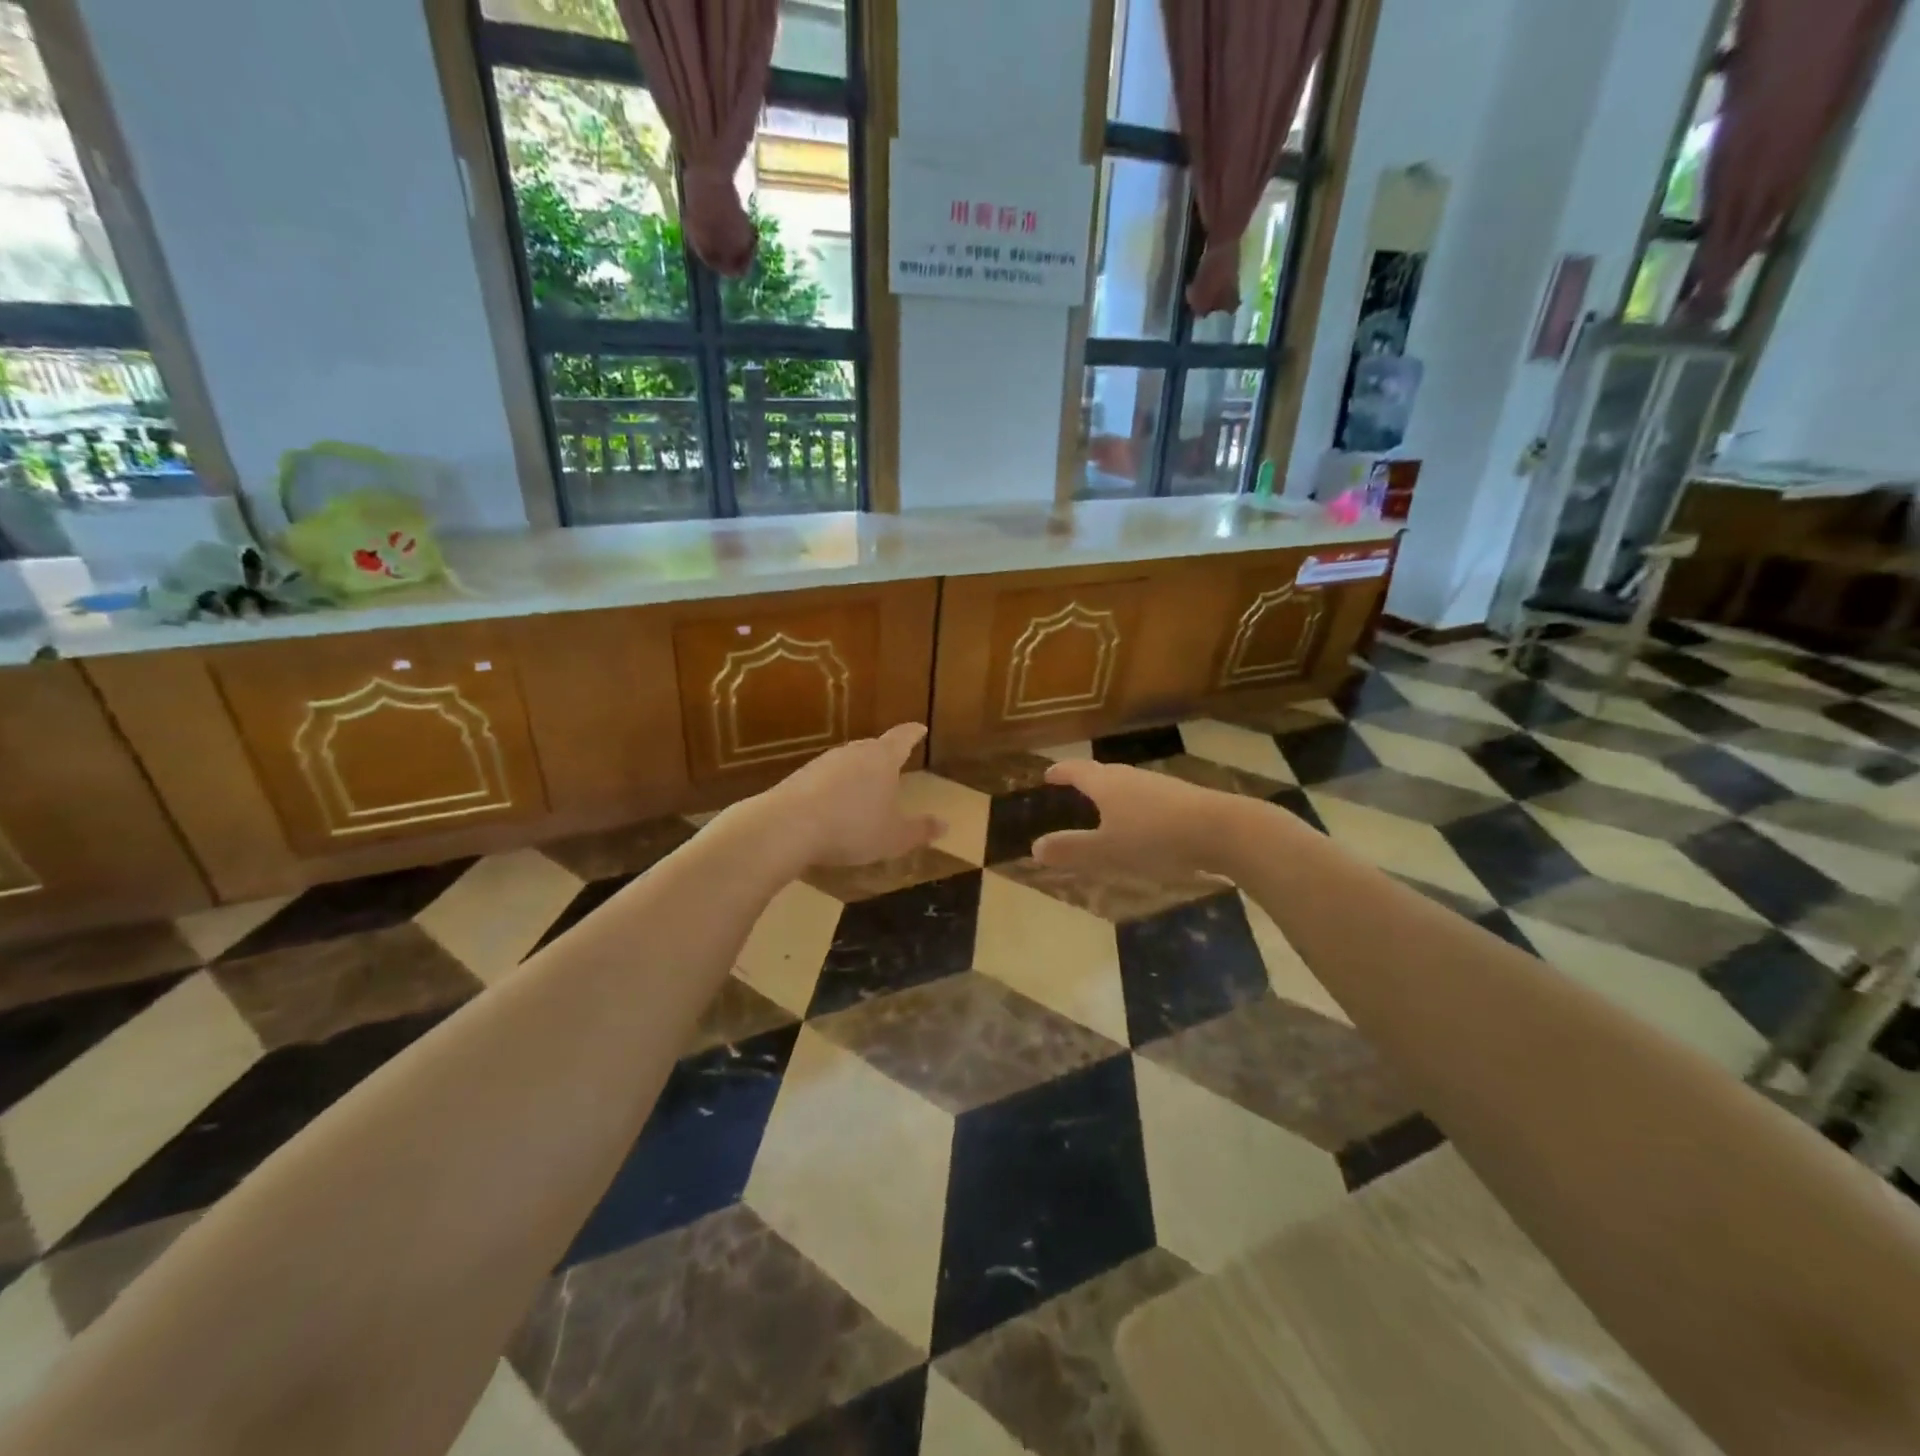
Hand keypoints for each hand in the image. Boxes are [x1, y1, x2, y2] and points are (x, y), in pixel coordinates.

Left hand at [748, 723, 944, 870]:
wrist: (788, 826)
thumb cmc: (852, 827)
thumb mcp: (893, 837)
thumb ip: (919, 830)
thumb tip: (944, 825)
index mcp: (882, 759)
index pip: (902, 738)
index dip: (913, 733)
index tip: (920, 728)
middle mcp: (853, 752)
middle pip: (873, 747)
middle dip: (885, 754)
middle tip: (893, 763)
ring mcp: (823, 762)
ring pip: (848, 761)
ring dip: (857, 772)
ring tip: (864, 788)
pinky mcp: (800, 777)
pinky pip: (826, 778)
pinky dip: (835, 787)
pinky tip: (834, 804)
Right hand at [1032, 759, 1258, 880]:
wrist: (1222, 831)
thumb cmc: (1155, 838)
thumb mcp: (1107, 851)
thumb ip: (1072, 850)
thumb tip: (1034, 848)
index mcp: (1107, 785)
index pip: (1077, 771)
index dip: (1061, 772)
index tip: (1048, 774)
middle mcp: (1131, 777)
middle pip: (1102, 773)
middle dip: (1086, 780)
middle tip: (1073, 787)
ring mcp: (1159, 785)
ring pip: (1127, 784)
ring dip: (1112, 792)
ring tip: (1104, 806)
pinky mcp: (1182, 798)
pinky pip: (1147, 797)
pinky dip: (1134, 805)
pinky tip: (1142, 823)